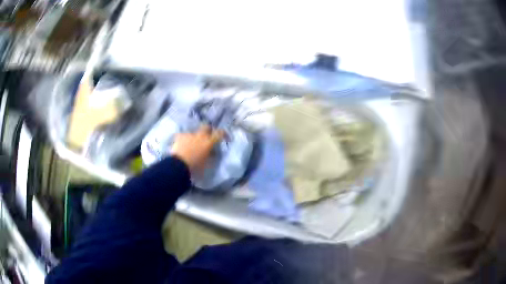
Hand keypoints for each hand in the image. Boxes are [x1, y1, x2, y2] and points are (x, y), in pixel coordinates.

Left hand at [170, 125, 223, 171]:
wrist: (178, 165)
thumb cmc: (195, 167)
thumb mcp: (207, 164)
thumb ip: (211, 156)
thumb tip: (212, 153)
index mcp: (208, 142)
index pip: (219, 133)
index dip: (223, 134)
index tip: (225, 137)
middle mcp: (200, 136)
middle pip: (206, 127)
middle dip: (208, 130)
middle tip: (208, 137)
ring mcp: (189, 135)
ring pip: (194, 133)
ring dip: (195, 137)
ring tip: (192, 145)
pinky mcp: (180, 136)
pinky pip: (184, 135)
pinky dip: (184, 139)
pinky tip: (182, 145)